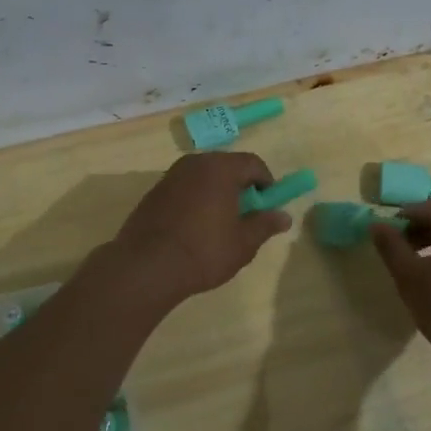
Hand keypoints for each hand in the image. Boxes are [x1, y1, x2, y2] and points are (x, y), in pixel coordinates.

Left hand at [104, 152, 292, 309]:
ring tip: (221, 222)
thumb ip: (265, 225)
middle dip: (240, 186)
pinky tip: (195, 226)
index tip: (268, 205)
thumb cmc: (204, 252)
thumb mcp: (243, 243)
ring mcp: (170, 176)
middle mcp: (194, 163)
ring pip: (203, 176)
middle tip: (247, 214)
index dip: (266, 182)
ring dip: (217, 192)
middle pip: (226, 166)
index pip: (252, 163)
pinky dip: (196, 199)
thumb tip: (284, 216)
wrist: (146, 267)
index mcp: (220, 168)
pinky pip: (185, 187)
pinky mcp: (154, 192)